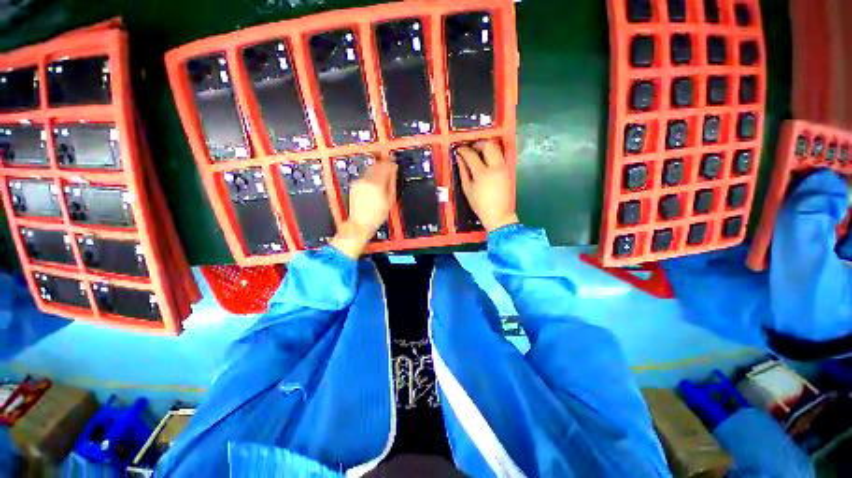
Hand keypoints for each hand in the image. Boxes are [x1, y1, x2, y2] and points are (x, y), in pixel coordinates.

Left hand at [330, 160, 396, 258]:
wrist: (360, 223)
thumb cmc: (375, 216)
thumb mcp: (389, 201)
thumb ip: (391, 184)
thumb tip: (393, 174)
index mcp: (376, 184)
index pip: (385, 167)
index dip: (391, 164)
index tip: (394, 164)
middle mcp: (366, 181)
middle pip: (376, 166)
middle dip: (383, 165)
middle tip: (389, 166)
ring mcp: (358, 183)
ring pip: (369, 170)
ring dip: (377, 169)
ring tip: (382, 174)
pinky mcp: (354, 186)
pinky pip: (364, 177)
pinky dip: (370, 176)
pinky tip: (374, 182)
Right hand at [455, 140, 517, 231]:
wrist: (498, 214)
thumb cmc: (480, 204)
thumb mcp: (467, 189)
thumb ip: (463, 171)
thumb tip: (459, 158)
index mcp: (482, 173)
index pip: (471, 155)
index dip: (463, 150)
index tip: (458, 149)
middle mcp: (495, 167)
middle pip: (488, 145)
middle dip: (478, 144)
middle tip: (470, 149)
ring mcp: (503, 167)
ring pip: (496, 148)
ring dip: (486, 148)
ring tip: (478, 154)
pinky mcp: (507, 170)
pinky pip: (499, 156)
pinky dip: (492, 154)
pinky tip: (485, 161)